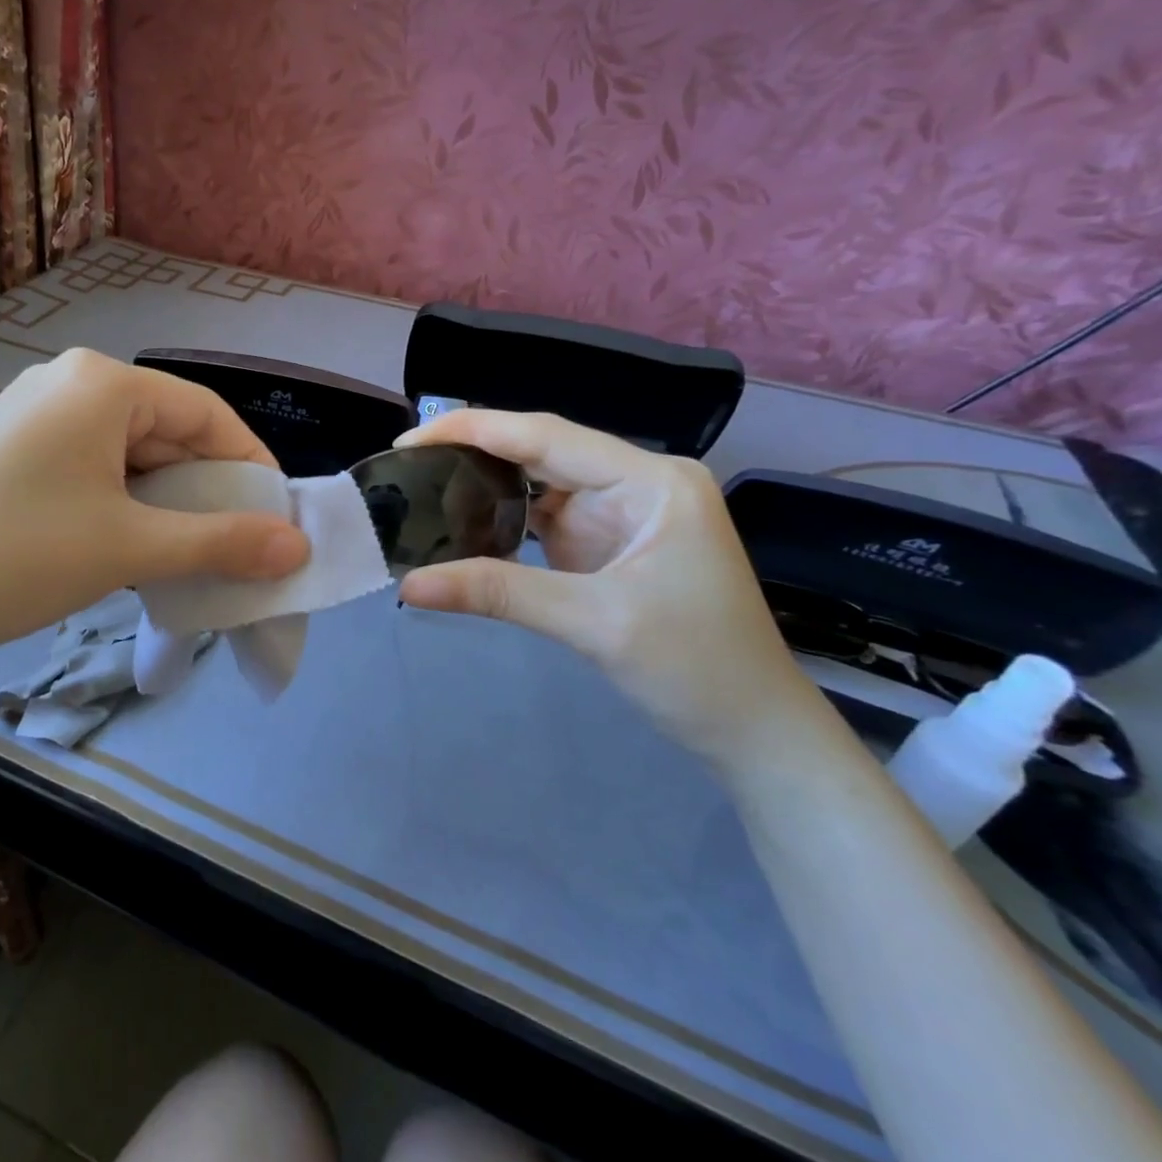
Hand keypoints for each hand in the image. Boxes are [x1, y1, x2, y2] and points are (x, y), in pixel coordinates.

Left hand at [0, 350, 310, 675]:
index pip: (207, 413)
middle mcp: (66, 381)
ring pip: (126, 452)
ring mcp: (29, 412)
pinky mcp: (4, 447)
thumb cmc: (15, 556)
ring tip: (178, 556)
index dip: (251, 467)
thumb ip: (222, 543)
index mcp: (102, 383)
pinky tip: (120, 545)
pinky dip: (119, 502)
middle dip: (204, 490)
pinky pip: (87, 464)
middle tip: (230, 548)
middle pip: (165, 430)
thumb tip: (297, 547)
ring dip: (162, 502)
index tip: (277, 521)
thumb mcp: (129, 548)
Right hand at [394, 410, 826, 768]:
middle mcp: (637, 482)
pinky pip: (544, 516)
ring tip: (425, 488)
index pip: (546, 435)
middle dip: (474, 453)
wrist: (753, 732)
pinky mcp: (607, 542)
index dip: (473, 430)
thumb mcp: (593, 623)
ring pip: (539, 482)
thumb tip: (408, 585)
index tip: (409, 438)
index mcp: (651, 480)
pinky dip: (503, 519)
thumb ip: (498, 592)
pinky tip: (465, 523)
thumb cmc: (696, 669)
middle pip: (541, 451)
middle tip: (407, 465)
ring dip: (486, 486)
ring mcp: (622, 512)